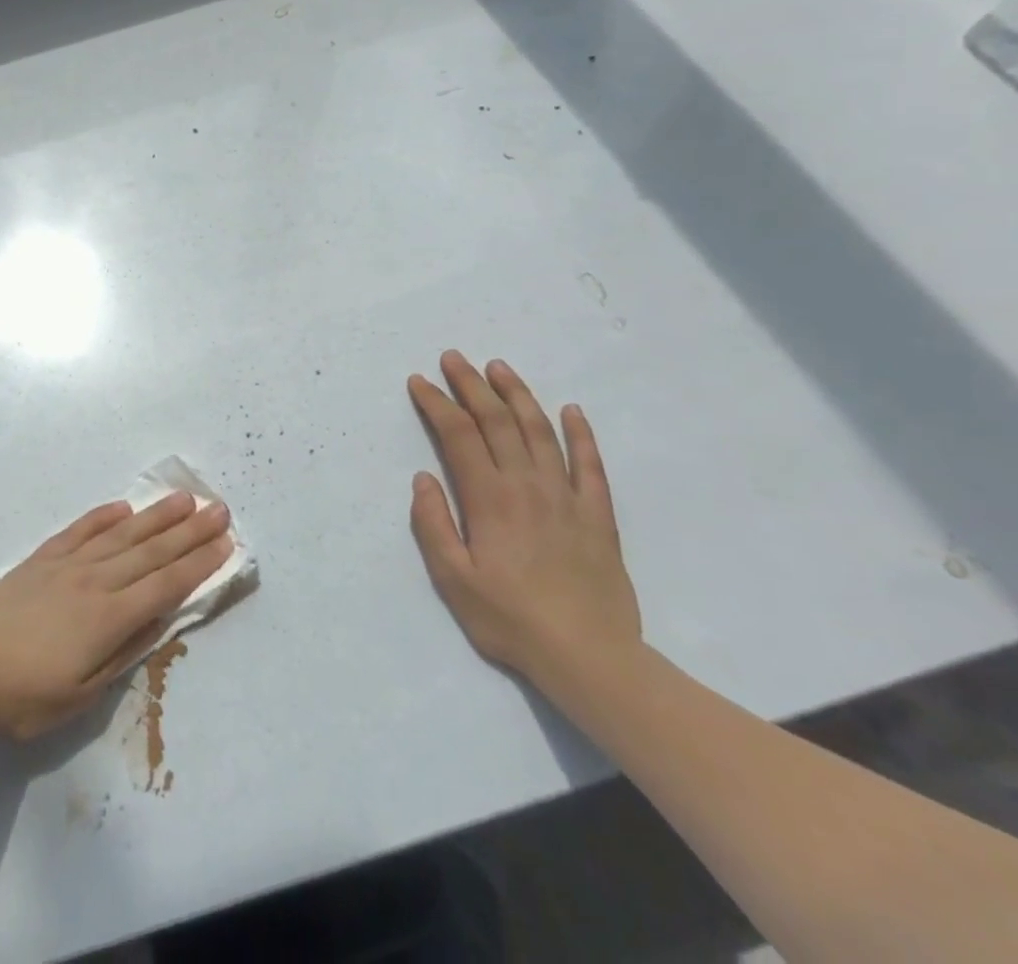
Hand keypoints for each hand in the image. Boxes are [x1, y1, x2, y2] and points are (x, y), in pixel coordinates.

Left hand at [0, 492, 234, 740]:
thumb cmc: (25, 697)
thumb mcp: (83, 695)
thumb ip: (124, 653)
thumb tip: (159, 620)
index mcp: (108, 617)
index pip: (166, 584)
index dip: (199, 563)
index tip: (225, 542)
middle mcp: (94, 580)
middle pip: (151, 551)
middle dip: (189, 530)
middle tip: (219, 509)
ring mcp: (67, 564)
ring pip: (121, 534)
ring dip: (155, 516)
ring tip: (182, 499)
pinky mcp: (42, 559)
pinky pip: (80, 530)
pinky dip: (103, 516)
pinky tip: (122, 507)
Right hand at [406, 351, 640, 686]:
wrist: (590, 658)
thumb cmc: (510, 619)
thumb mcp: (452, 578)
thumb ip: (433, 524)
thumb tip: (423, 478)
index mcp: (489, 498)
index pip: (458, 434)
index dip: (437, 403)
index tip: (419, 382)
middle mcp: (527, 485)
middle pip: (497, 421)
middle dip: (471, 385)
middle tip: (453, 358)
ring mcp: (567, 497)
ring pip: (540, 431)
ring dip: (517, 395)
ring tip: (499, 368)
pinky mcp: (598, 515)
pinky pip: (591, 464)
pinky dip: (581, 433)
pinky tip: (571, 410)